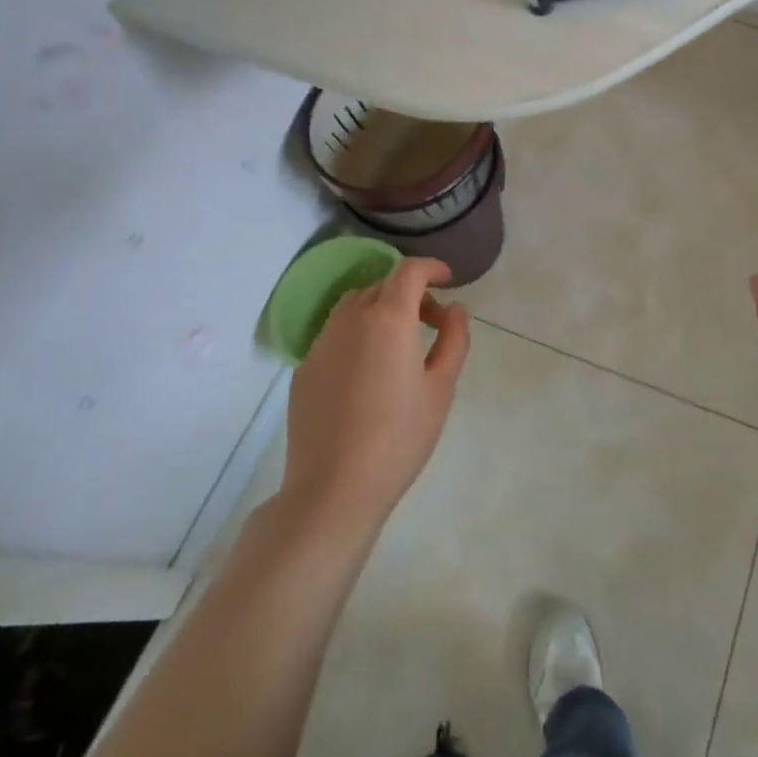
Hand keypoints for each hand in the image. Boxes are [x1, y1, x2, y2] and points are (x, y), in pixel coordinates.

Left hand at [283, 257, 469, 531]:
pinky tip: (368, 372)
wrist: (334, 489)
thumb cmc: (399, 437)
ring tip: (399, 343)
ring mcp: (321, 343)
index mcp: (388, 319)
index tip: (447, 280)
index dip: (430, 267)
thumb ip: (453, 339)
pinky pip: (335, 334)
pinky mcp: (305, 369)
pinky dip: (358, 334)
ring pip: (354, 306)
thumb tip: (453, 309)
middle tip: (432, 321)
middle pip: (381, 285)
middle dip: (410, 292)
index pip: (408, 271)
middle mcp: (350, 320)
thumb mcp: (441, 388)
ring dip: (381, 309)